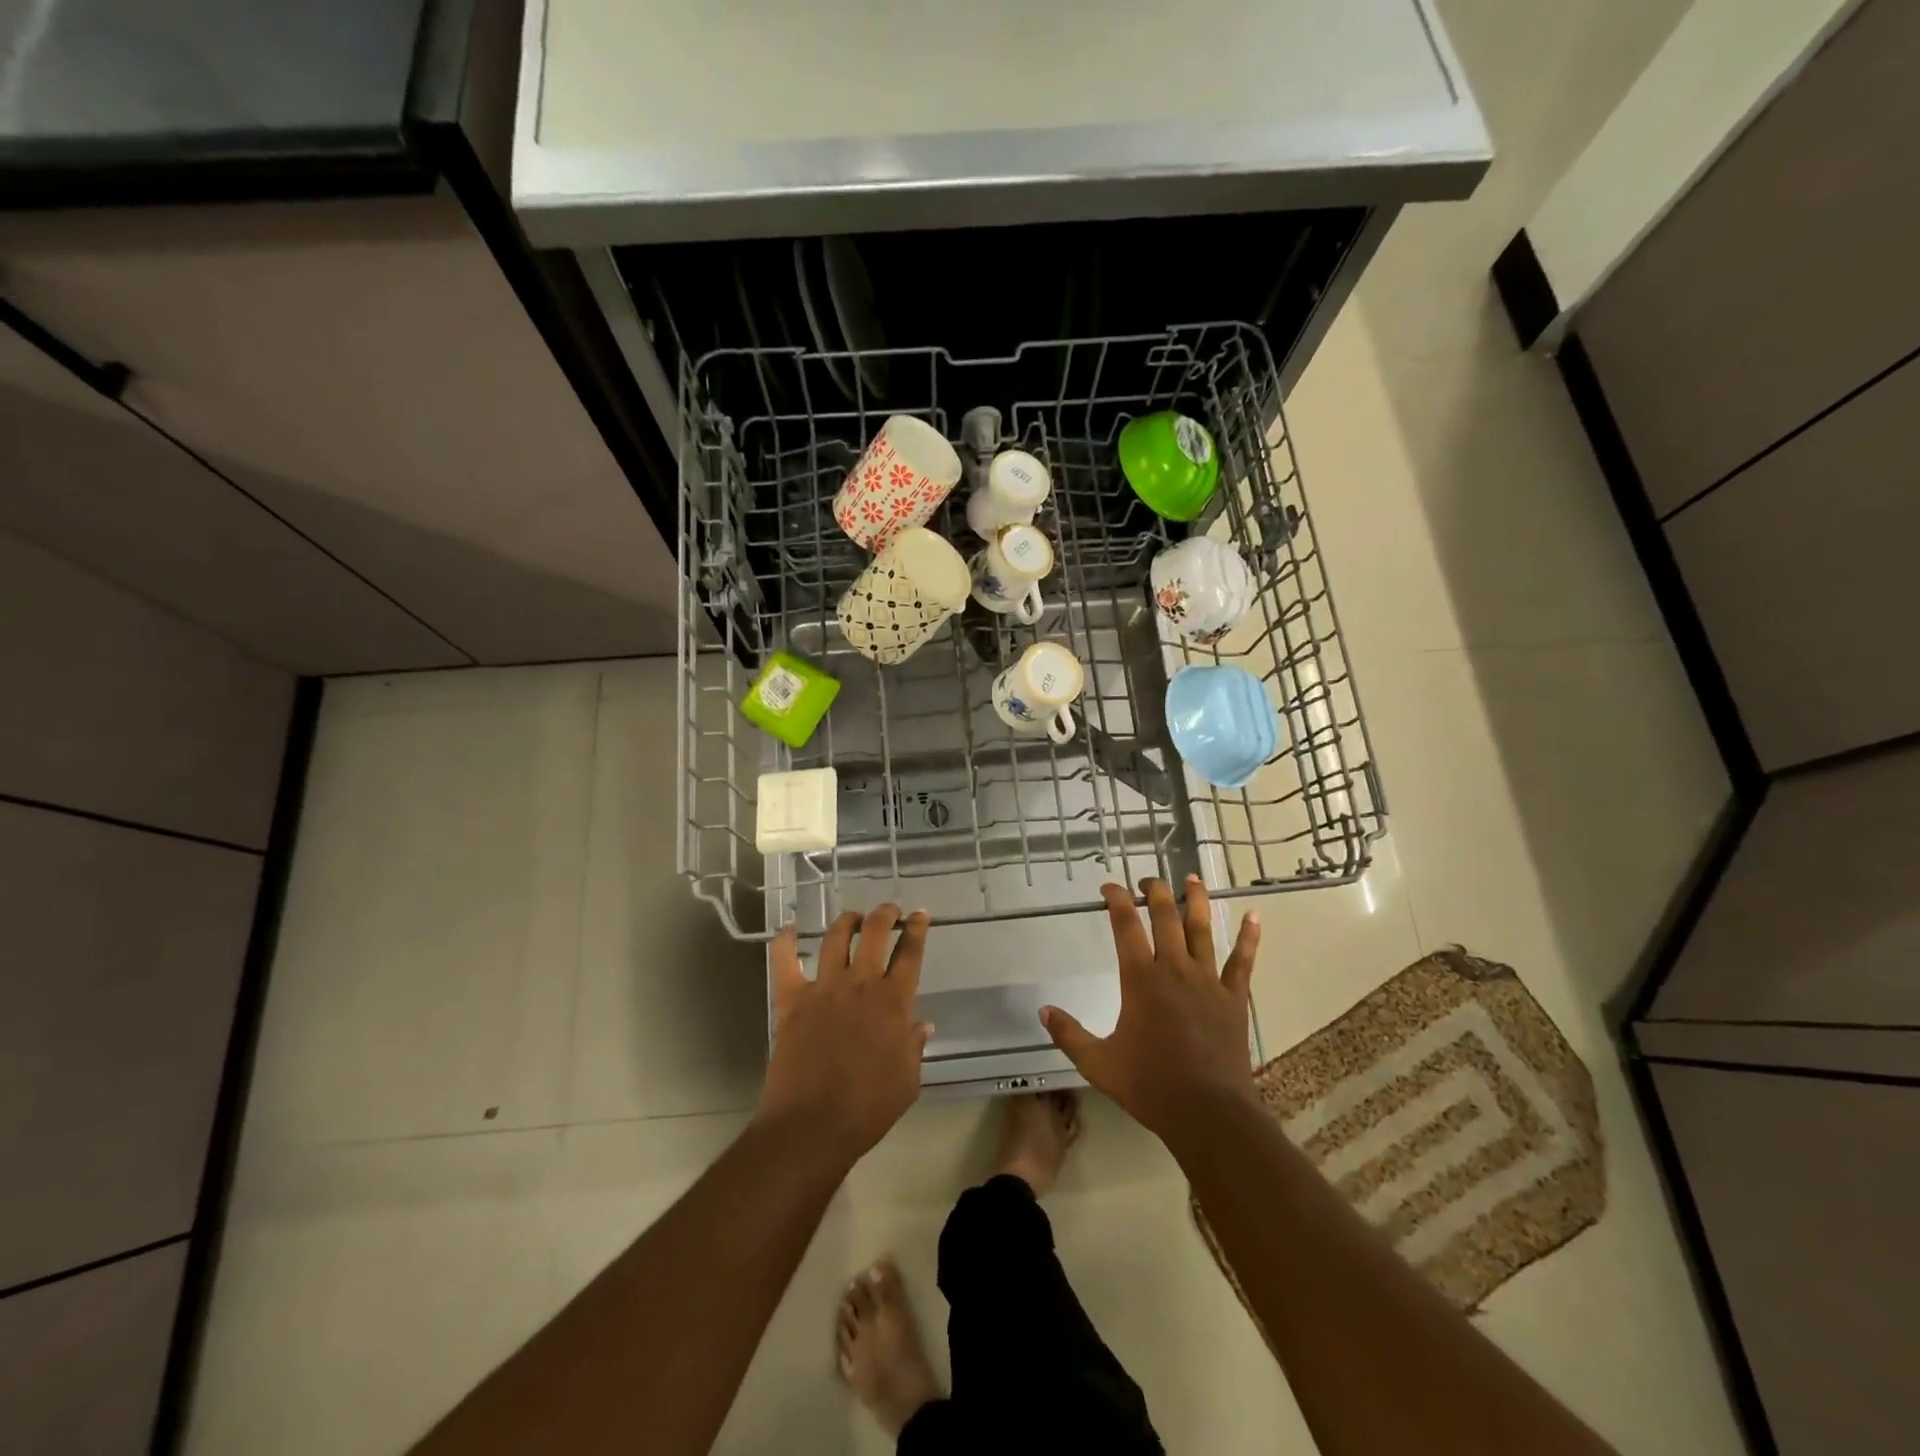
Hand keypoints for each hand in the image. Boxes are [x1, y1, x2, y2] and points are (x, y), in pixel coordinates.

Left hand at [758, 905, 931, 1163]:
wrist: (812, 1126)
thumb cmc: (867, 1108)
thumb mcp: (907, 1081)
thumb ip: (914, 1047)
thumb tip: (922, 1024)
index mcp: (893, 1002)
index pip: (910, 953)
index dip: (917, 929)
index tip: (919, 914)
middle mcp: (860, 984)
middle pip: (874, 932)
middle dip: (884, 914)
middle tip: (889, 911)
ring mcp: (824, 988)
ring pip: (835, 937)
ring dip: (847, 921)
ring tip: (853, 918)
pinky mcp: (792, 1000)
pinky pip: (785, 962)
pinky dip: (785, 942)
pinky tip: (788, 929)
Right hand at [1041, 877, 1259, 1141]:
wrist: (1208, 1113)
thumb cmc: (1149, 1085)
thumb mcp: (1098, 1063)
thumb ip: (1068, 1034)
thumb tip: (1043, 1010)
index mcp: (1140, 980)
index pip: (1125, 926)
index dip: (1116, 900)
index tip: (1108, 886)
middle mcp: (1174, 969)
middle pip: (1165, 918)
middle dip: (1155, 892)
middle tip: (1148, 879)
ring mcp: (1208, 981)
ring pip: (1202, 930)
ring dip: (1196, 901)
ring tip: (1193, 878)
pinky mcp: (1233, 998)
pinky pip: (1242, 961)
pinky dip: (1248, 938)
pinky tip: (1254, 916)